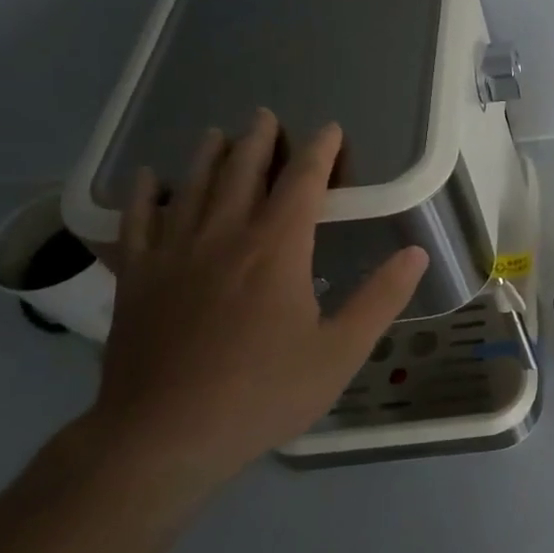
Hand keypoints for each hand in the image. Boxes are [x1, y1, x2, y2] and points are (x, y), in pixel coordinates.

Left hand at [86, 111, 428, 501]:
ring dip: (208, 155)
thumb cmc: (262, 393)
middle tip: (265, 116)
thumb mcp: (339, 352)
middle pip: (242, 172)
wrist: (162, 437)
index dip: (319, 151)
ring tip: (217, 133)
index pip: (302, 182)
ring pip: (192, 188)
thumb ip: (380, 298)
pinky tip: (147, 178)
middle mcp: (225, 236)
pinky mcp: (137, 278)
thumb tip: (416, 253)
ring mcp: (174, 254)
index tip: (329, 129)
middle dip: (258, 141)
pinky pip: (137, 223)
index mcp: (277, 249)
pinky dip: (143, 195)